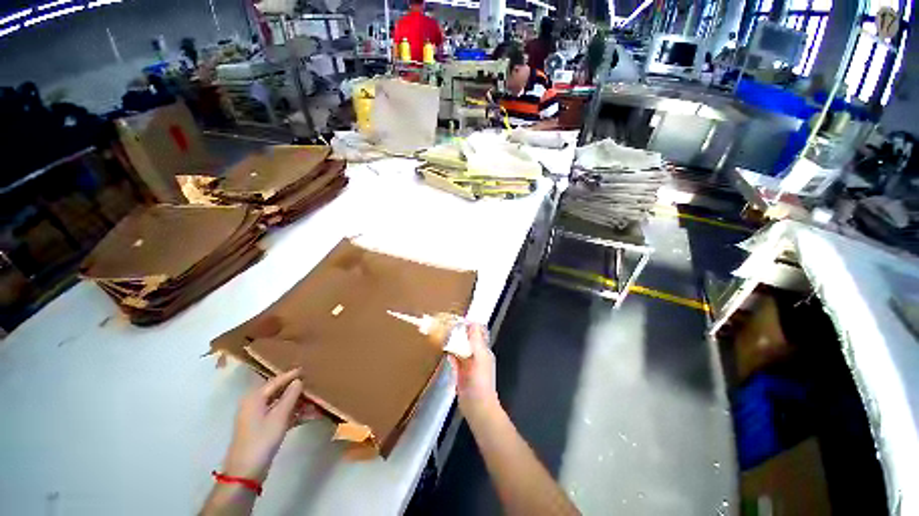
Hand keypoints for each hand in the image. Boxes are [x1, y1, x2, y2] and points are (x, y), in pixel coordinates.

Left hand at [222, 369, 313, 481]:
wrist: (246, 472)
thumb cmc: (262, 439)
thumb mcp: (279, 416)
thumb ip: (290, 396)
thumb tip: (298, 380)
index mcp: (254, 398)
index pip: (276, 381)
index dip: (291, 375)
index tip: (306, 369)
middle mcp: (255, 404)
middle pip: (279, 392)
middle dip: (297, 390)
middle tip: (314, 383)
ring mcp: (259, 418)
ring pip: (283, 404)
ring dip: (299, 404)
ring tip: (317, 402)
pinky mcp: (264, 429)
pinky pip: (282, 416)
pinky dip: (295, 415)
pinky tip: (311, 416)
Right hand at [449, 324, 498, 413]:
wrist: (477, 407)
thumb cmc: (480, 381)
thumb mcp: (480, 357)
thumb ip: (476, 340)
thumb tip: (472, 323)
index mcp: (484, 350)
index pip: (478, 333)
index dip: (470, 325)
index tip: (458, 320)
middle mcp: (476, 355)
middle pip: (468, 340)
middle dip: (459, 332)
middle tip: (448, 325)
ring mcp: (468, 365)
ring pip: (460, 349)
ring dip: (453, 342)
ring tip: (444, 334)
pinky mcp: (460, 373)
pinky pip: (454, 360)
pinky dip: (450, 354)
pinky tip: (445, 350)